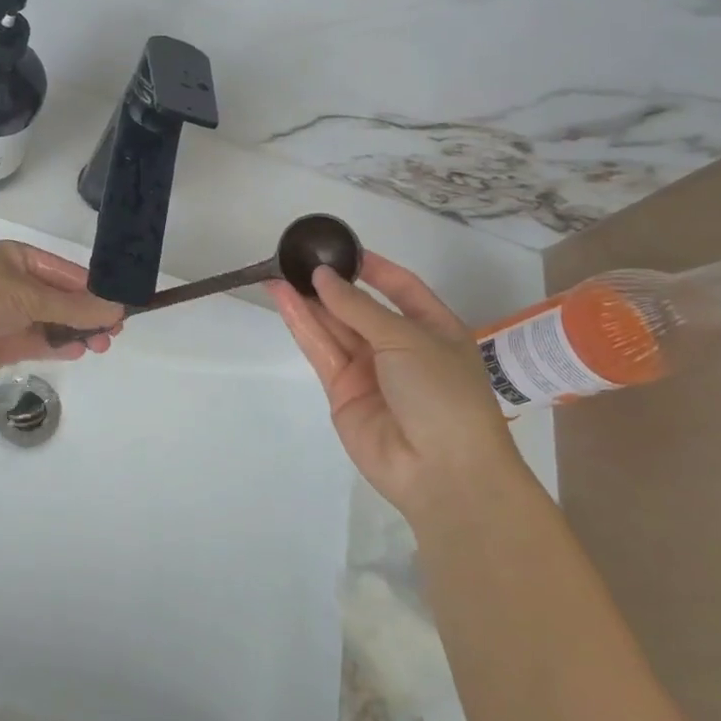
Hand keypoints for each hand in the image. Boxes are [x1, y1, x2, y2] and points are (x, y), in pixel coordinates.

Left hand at [0, 242, 125, 375]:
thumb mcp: (30, 296)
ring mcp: (16, 315)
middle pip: (65, 300)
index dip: (95, 290)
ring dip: (79, 333)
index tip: (120, 306)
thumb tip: (114, 310)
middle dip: (89, 315)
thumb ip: (73, 307)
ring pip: (57, 323)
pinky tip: (79, 351)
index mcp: (23, 261)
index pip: (69, 275)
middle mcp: (22, 285)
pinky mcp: (10, 342)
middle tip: (113, 332)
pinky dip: (61, 347)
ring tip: (101, 345)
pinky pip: (43, 343)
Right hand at [267, 251, 516, 517]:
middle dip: (330, 284)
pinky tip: (283, 299)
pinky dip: (302, 324)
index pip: (400, 288)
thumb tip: (322, 276)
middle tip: (295, 258)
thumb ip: (358, 306)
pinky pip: (321, 350)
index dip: (373, 268)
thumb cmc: (442, 393)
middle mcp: (400, 347)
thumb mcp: (406, 338)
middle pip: (359, 307)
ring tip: (277, 272)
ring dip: (307, 301)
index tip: (340, 248)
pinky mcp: (343, 391)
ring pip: (334, 327)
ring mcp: (370, 371)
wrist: (443, 472)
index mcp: (433, 329)